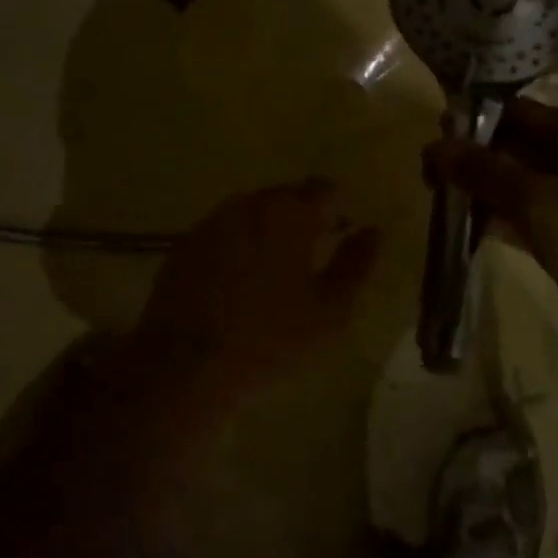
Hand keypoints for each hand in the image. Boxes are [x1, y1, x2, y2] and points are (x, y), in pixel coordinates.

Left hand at [135, 179, 381, 403]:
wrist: (183, 368)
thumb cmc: (268, 342)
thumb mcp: (329, 312)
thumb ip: (356, 265)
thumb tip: (374, 232)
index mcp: (288, 214)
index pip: (325, 189)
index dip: (341, 207)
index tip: (346, 231)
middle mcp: (247, 205)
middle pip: (286, 196)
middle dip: (305, 216)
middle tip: (315, 254)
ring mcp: (210, 223)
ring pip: (251, 212)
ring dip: (269, 229)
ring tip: (277, 270)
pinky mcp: (184, 245)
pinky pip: (223, 232)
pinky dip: (238, 245)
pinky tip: (239, 282)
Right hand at [426, 100, 557, 365]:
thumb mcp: (542, 203)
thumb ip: (486, 171)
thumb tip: (435, 146)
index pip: (519, 113)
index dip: (474, 121)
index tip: (434, 139)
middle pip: (515, 147)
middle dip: (472, 157)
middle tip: (430, 177)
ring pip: (517, 183)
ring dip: (481, 189)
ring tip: (439, 200)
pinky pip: (525, 216)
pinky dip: (496, 218)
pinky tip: (463, 229)